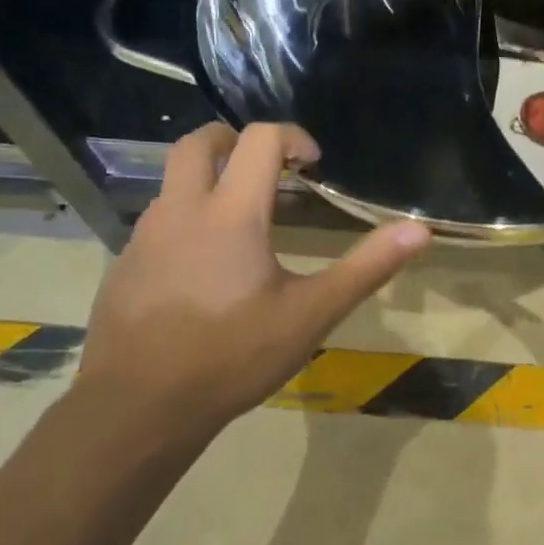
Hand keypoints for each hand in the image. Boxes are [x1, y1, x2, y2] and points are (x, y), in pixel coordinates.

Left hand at [74, 122, 430, 446]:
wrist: (139, 407)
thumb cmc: (233, 356)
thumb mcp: (311, 315)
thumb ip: (366, 268)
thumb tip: (420, 231)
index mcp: (231, 213)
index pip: (259, 139)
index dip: (292, 137)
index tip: (314, 164)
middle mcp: (181, 210)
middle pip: (198, 142)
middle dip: (235, 140)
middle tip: (268, 169)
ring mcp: (144, 237)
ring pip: (173, 183)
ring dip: (209, 182)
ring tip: (244, 224)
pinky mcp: (124, 265)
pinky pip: (158, 223)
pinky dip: (187, 221)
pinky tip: (206, 270)